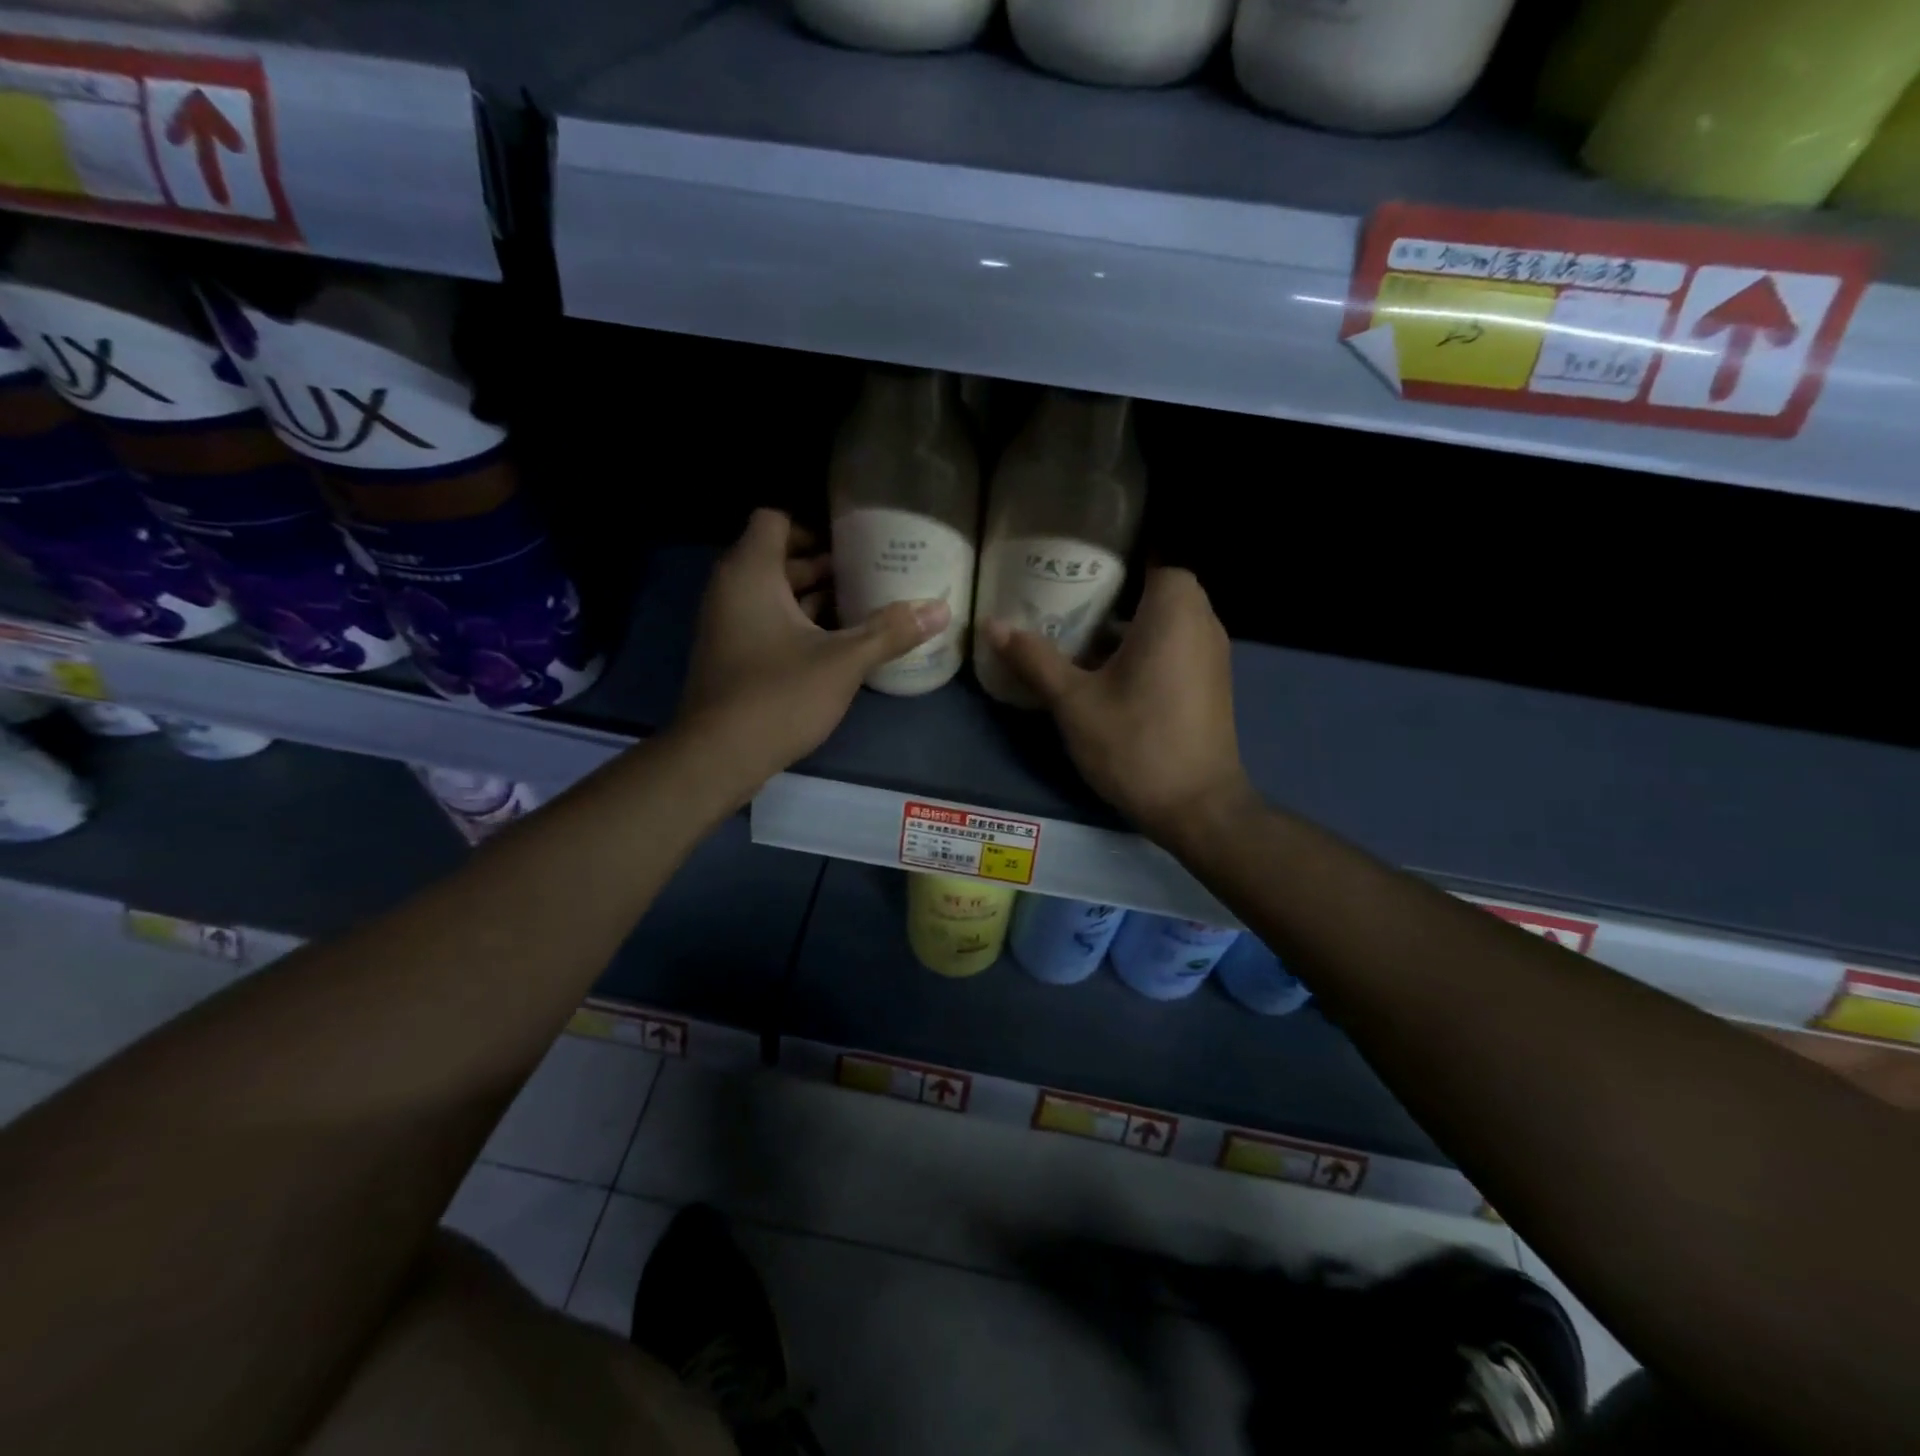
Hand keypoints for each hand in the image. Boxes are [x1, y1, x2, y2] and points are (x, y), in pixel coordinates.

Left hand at [674, 510, 949, 799]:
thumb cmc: (779, 695)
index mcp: (752, 573)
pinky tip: (836, 645)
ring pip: (773, 595)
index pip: (775, 521)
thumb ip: (890, 632)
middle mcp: (731, 590)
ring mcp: (727, 625)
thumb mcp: (843, 662)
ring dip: (814, 599)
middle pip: (778, 558)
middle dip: (824, 567)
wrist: (718, 756)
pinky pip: (766, 622)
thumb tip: (942, 608)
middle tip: (871, 576)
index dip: (815, 528)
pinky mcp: (731, 656)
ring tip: (862, 608)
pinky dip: (798, 625)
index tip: (854, 546)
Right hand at [981, 568, 1255, 847]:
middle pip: (1159, 587)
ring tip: (1081, 635)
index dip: (1117, 558)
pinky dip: (1149, 647)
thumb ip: (1035, 659)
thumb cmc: (1135, 744)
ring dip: (1132, 624)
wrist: (1197, 807)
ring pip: (1170, 619)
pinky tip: (1110, 672)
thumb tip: (991, 624)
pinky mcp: (1213, 683)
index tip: (1078, 568)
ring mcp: (1214, 654)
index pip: (1154, 556)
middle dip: (1118, 592)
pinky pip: (1178, 645)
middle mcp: (1203, 622)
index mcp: (1175, 612)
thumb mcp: (1074, 702)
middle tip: (1069, 602)